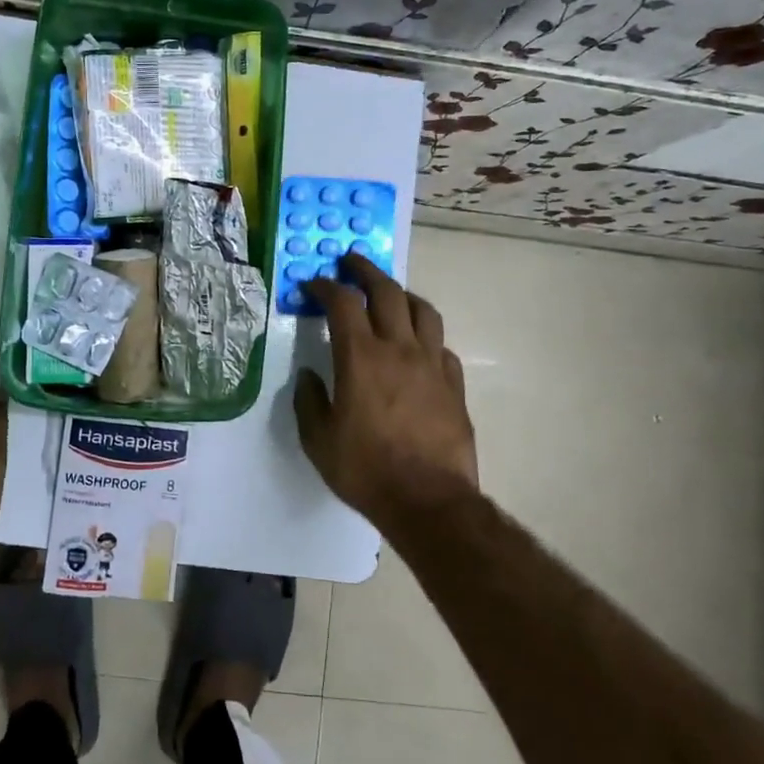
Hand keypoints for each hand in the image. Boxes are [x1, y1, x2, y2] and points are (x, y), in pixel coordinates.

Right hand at [294, 254, 477, 533]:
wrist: (428, 501)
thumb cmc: (366, 470)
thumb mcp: (319, 440)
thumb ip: (309, 401)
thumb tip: (308, 376)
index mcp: (361, 358)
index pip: (342, 303)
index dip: (325, 286)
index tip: (313, 284)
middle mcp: (400, 349)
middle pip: (387, 292)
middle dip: (366, 271)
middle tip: (351, 263)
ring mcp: (433, 365)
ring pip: (423, 311)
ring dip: (402, 294)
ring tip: (390, 294)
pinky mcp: (454, 385)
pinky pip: (442, 347)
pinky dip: (426, 336)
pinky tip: (418, 347)